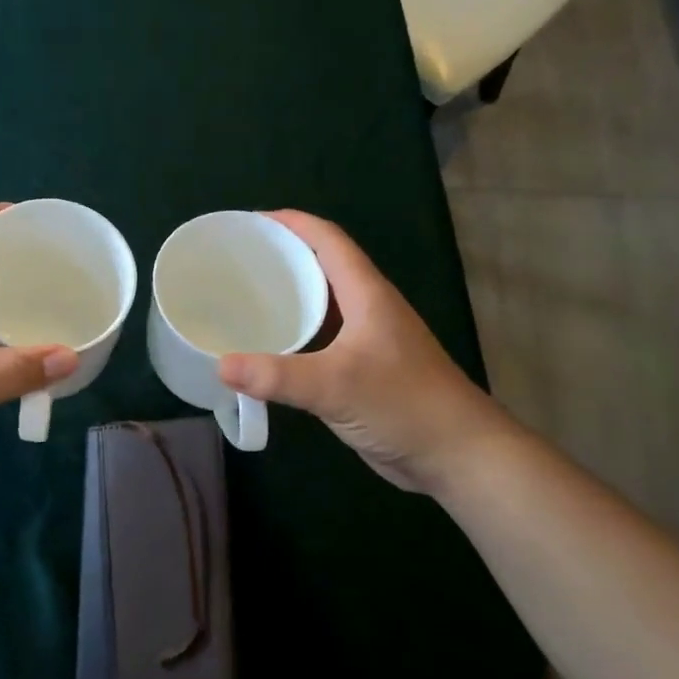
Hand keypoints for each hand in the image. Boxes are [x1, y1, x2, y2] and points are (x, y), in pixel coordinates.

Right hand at [217, 210, 512, 495]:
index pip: (328, 240)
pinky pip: (320, 339)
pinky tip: (266, 348)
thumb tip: (220, 365)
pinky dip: (292, 334)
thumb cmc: (404, 405)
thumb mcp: (336, 386)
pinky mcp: (363, 370)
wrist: (458, 456)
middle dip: (281, 256)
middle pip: (321, 266)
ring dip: (286, 295)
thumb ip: (276, 376)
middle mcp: (367, 309)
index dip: (291, 223)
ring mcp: (367, 340)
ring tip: (241, 298)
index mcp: (367, 294)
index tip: (248, 222)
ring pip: (321, 304)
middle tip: (234, 261)